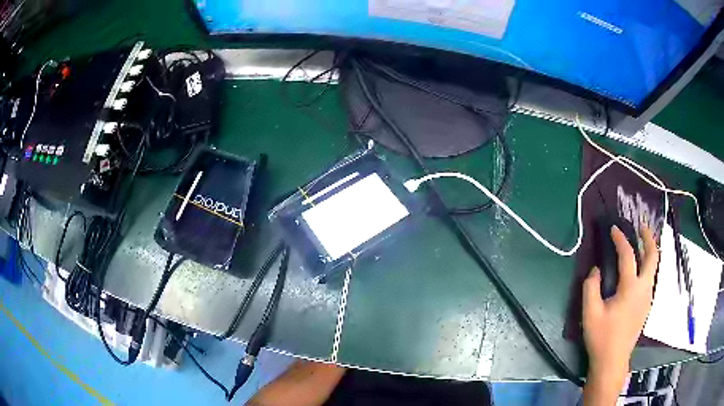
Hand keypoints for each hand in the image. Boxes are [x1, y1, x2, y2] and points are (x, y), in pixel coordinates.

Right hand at [582, 224, 658, 404]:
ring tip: (641, 242)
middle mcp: (644, 288)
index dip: (620, 240)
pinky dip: (647, 265)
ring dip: (649, 251)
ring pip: (654, 267)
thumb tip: (596, 270)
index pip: (628, 256)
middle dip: (648, 238)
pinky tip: (639, 268)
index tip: (613, 229)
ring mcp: (648, 297)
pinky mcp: (647, 305)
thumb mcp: (590, 313)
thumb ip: (591, 287)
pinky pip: (650, 278)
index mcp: (630, 288)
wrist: (613, 361)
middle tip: (641, 226)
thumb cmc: (601, 337)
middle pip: (653, 256)